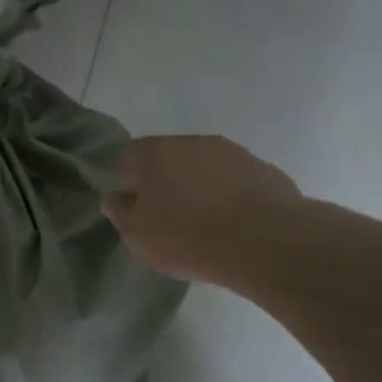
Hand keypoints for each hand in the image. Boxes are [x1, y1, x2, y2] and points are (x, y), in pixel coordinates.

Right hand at [102, 135, 300, 288]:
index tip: (129, 205)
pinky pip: (233, 180)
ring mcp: (231, 151)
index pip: (126, 157)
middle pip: (166, 158)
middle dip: (162, 181)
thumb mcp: (136, 235)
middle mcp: (191, 141)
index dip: (123, 180)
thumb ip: (119, 211)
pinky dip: (227, 194)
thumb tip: (116, 196)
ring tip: (201, 220)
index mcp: (153, 152)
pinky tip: (231, 222)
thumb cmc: (187, 236)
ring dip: (197, 185)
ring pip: (202, 166)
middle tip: (163, 214)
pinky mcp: (263, 168)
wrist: (265, 240)